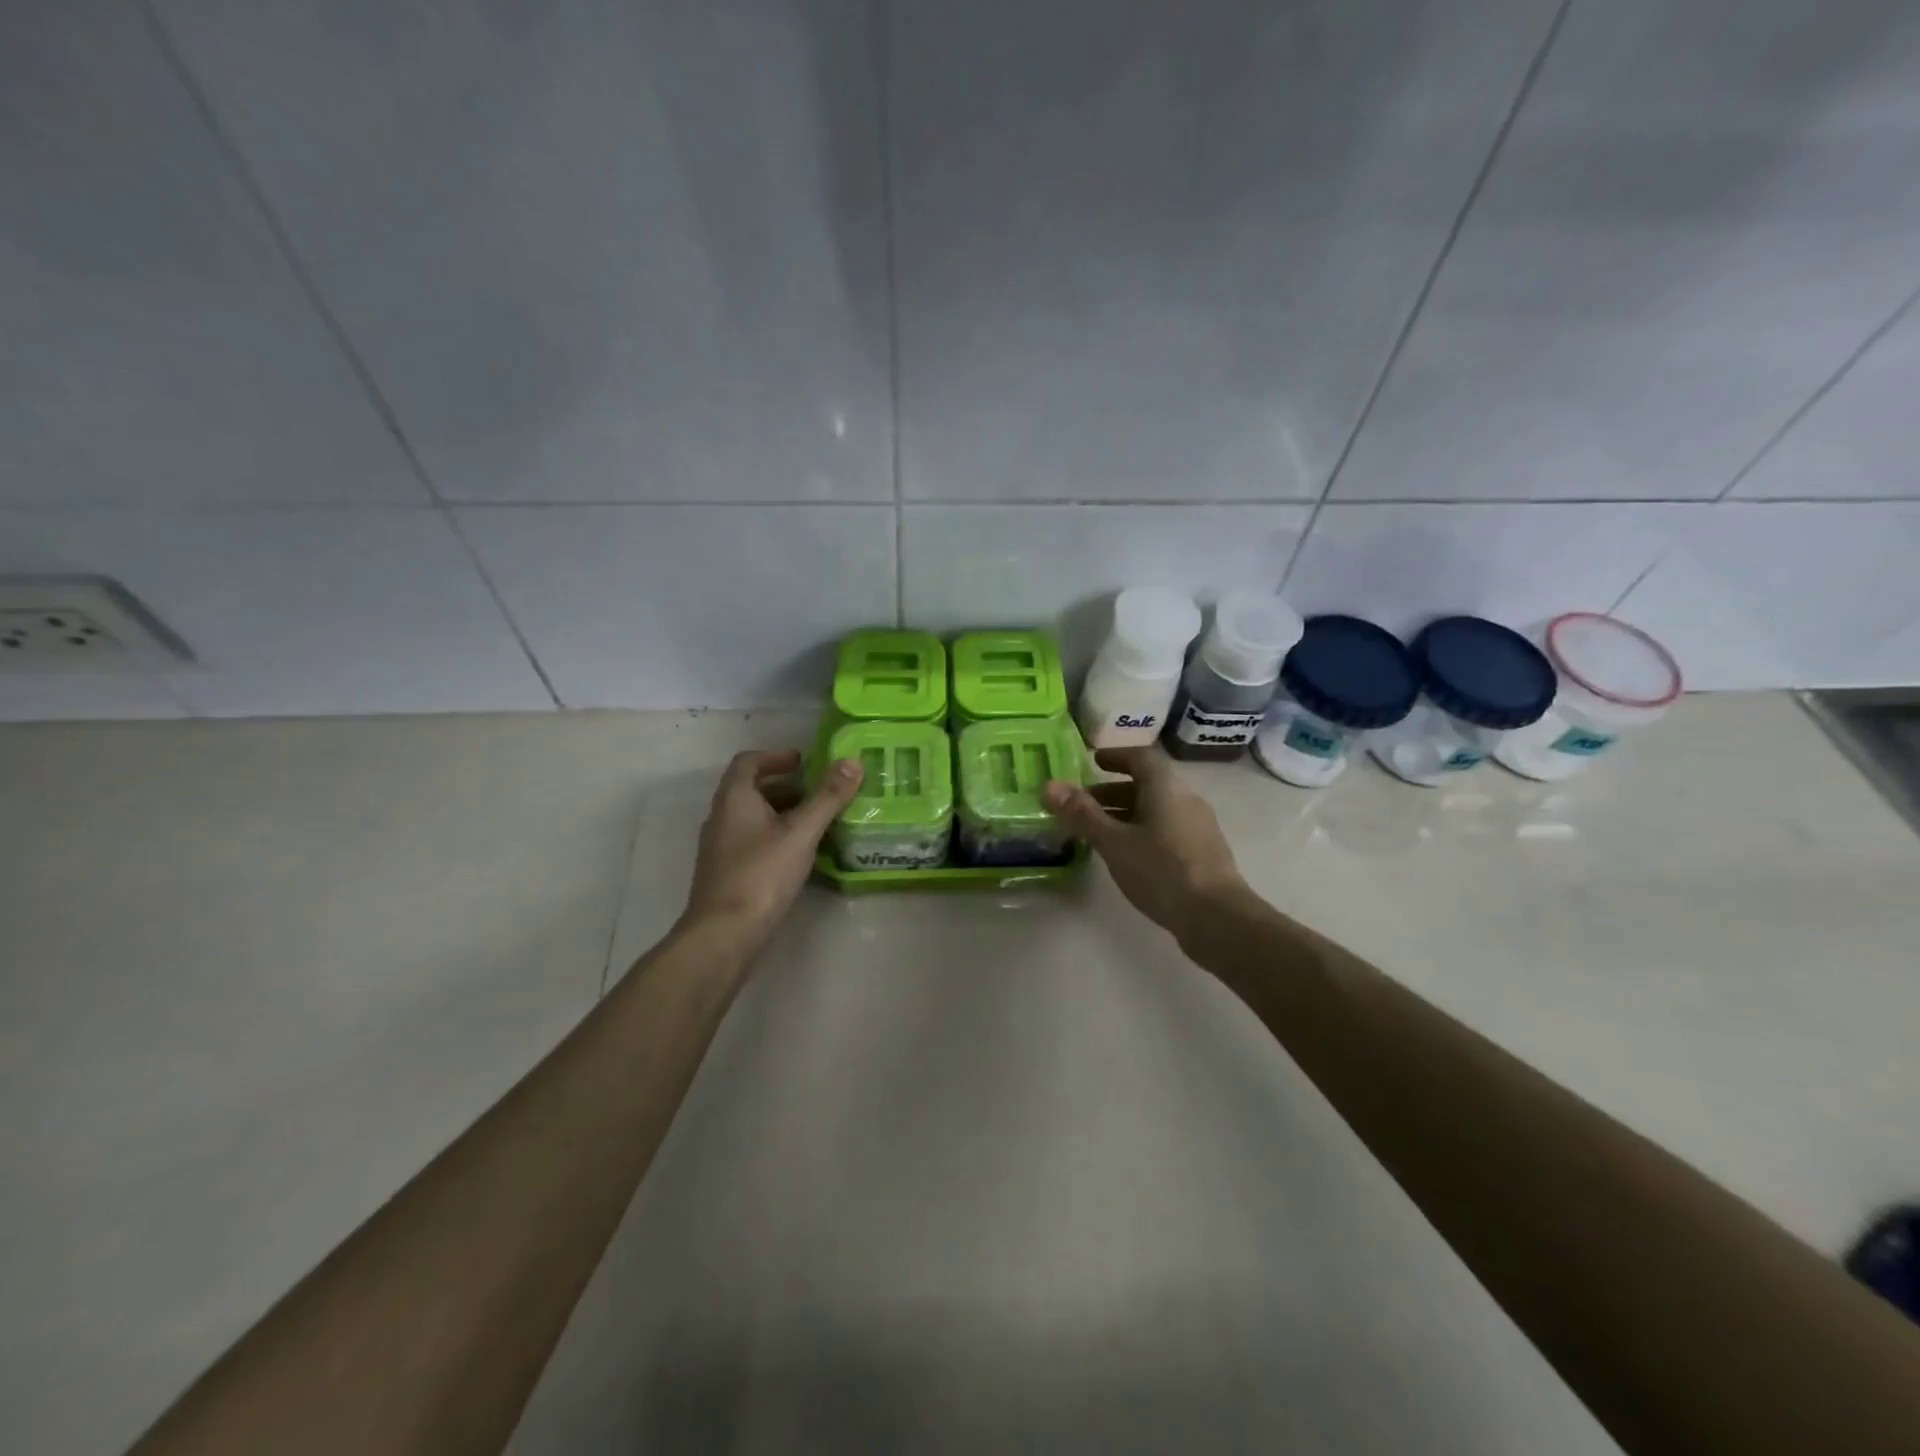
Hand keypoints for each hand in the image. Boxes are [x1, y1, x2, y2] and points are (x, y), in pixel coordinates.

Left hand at [682, 749, 863, 952]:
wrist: (724, 935)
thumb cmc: (761, 875)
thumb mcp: (801, 832)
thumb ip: (827, 797)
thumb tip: (853, 761)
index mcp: (734, 799)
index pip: (748, 762)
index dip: (775, 756)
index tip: (804, 761)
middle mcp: (722, 818)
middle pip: (753, 790)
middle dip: (788, 787)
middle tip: (822, 792)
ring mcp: (722, 848)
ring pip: (755, 818)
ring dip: (785, 813)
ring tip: (820, 822)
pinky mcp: (729, 873)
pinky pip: (755, 842)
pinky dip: (779, 837)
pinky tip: (804, 855)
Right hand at [1043, 746, 1245, 943]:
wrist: (1217, 918)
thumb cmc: (1162, 871)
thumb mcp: (1114, 842)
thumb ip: (1082, 814)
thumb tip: (1049, 785)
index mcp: (1166, 788)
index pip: (1140, 757)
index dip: (1115, 757)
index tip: (1092, 762)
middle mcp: (1186, 799)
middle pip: (1148, 784)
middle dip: (1113, 791)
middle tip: (1083, 803)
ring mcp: (1197, 827)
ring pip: (1156, 809)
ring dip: (1126, 814)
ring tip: (1097, 832)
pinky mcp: (1201, 854)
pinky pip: (1165, 830)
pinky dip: (1141, 832)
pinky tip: (1126, 856)